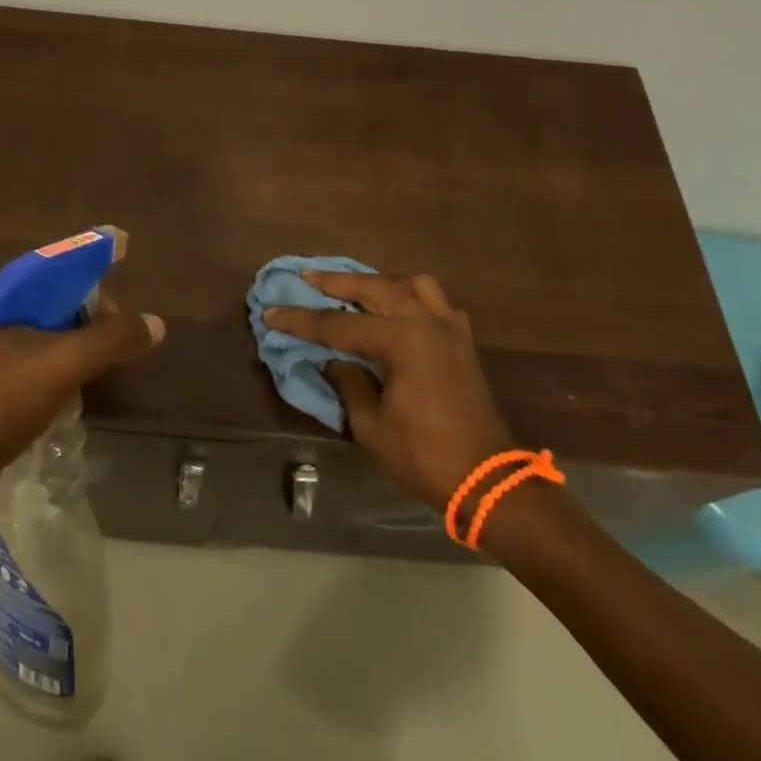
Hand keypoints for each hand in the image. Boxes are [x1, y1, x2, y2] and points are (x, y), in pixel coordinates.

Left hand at [0, 283, 164, 516]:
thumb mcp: (62, 365)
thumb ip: (111, 339)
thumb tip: (155, 324)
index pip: (48, 272)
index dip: (87, 286)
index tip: (114, 316)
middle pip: (41, 305)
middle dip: (79, 322)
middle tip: (108, 346)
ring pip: (30, 337)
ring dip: (63, 349)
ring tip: (92, 370)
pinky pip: (16, 365)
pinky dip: (44, 371)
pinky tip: (63, 394)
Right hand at [263, 271, 514, 514]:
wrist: (488, 481)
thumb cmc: (424, 456)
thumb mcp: (372, 425)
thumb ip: (349, 383)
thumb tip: (335, 362)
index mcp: (403, 340)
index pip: (339, 325)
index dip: (302, 321)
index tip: (272, 313)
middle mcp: (428, 323)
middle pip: (376, 287)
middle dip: (338, 282)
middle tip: (307, 278)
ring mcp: (450, 330)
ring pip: (413, 285)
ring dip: (381, 282)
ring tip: (357, 290)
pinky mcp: (463, 343)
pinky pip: (436, 304)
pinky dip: (413, 300)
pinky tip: (398, 314)